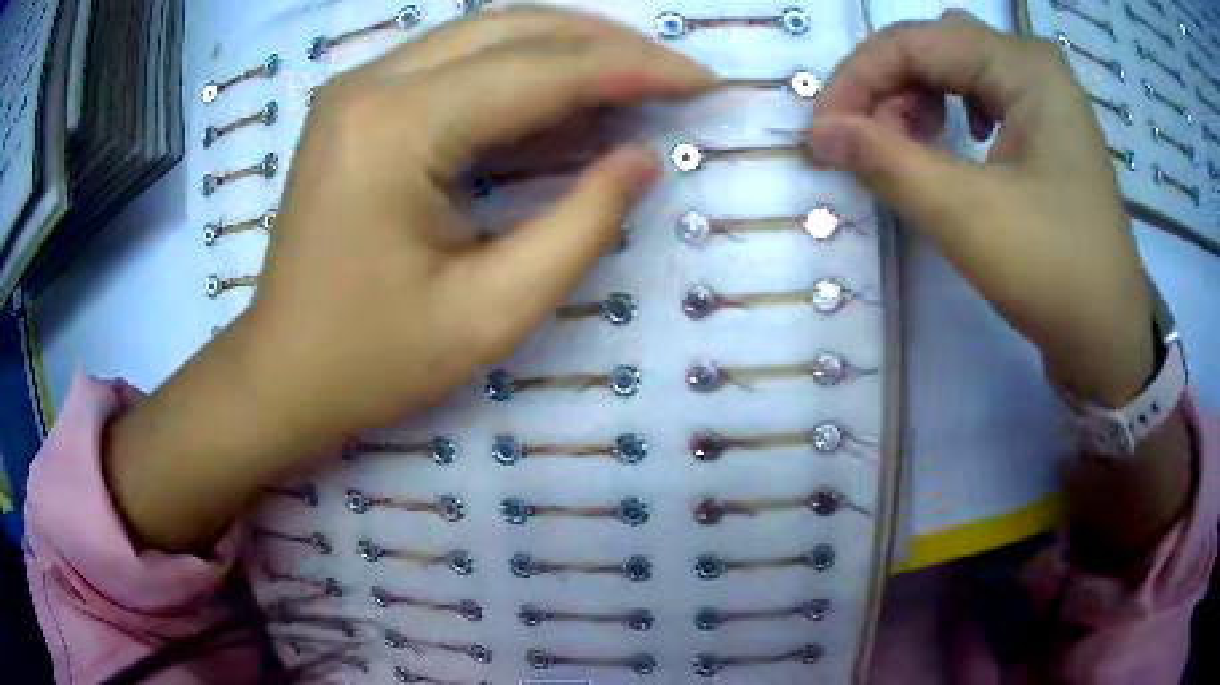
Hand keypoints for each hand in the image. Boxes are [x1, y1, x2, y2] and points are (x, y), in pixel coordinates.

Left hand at [104, 8, 715, 550]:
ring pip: (486, 32)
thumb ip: (579, 226)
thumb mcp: (490, 314)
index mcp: (396, 129)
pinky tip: (565, 91)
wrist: (281, 373)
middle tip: (676, 72)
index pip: (542, 70)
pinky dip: (522, 66)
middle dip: (607, 42)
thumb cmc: (372, 362)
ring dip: (568, 45)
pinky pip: (455, 59)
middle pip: (514, 27)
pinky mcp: (357, 103)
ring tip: (636, 74)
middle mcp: (371, 83)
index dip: (634, 68)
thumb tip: (642, 157)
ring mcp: (357, 87)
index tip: (703, 81)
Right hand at [808, 13, 1191, 572]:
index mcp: (1026, 72)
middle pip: (932, 49)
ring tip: (897, 155)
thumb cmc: (1057, 278)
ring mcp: (1038, 99)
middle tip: (858, 144)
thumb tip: (819, 133)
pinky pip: (968, 102)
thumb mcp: (970, 219)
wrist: (1110, 338)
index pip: (919, 41)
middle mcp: (1033, 70)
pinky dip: (938, 122)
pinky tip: (937, 156)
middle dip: (883, 89)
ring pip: (948, 72)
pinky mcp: (1036, 130)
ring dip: (911, 106)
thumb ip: (891, 165)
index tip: (821, 126)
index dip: (860, 75)